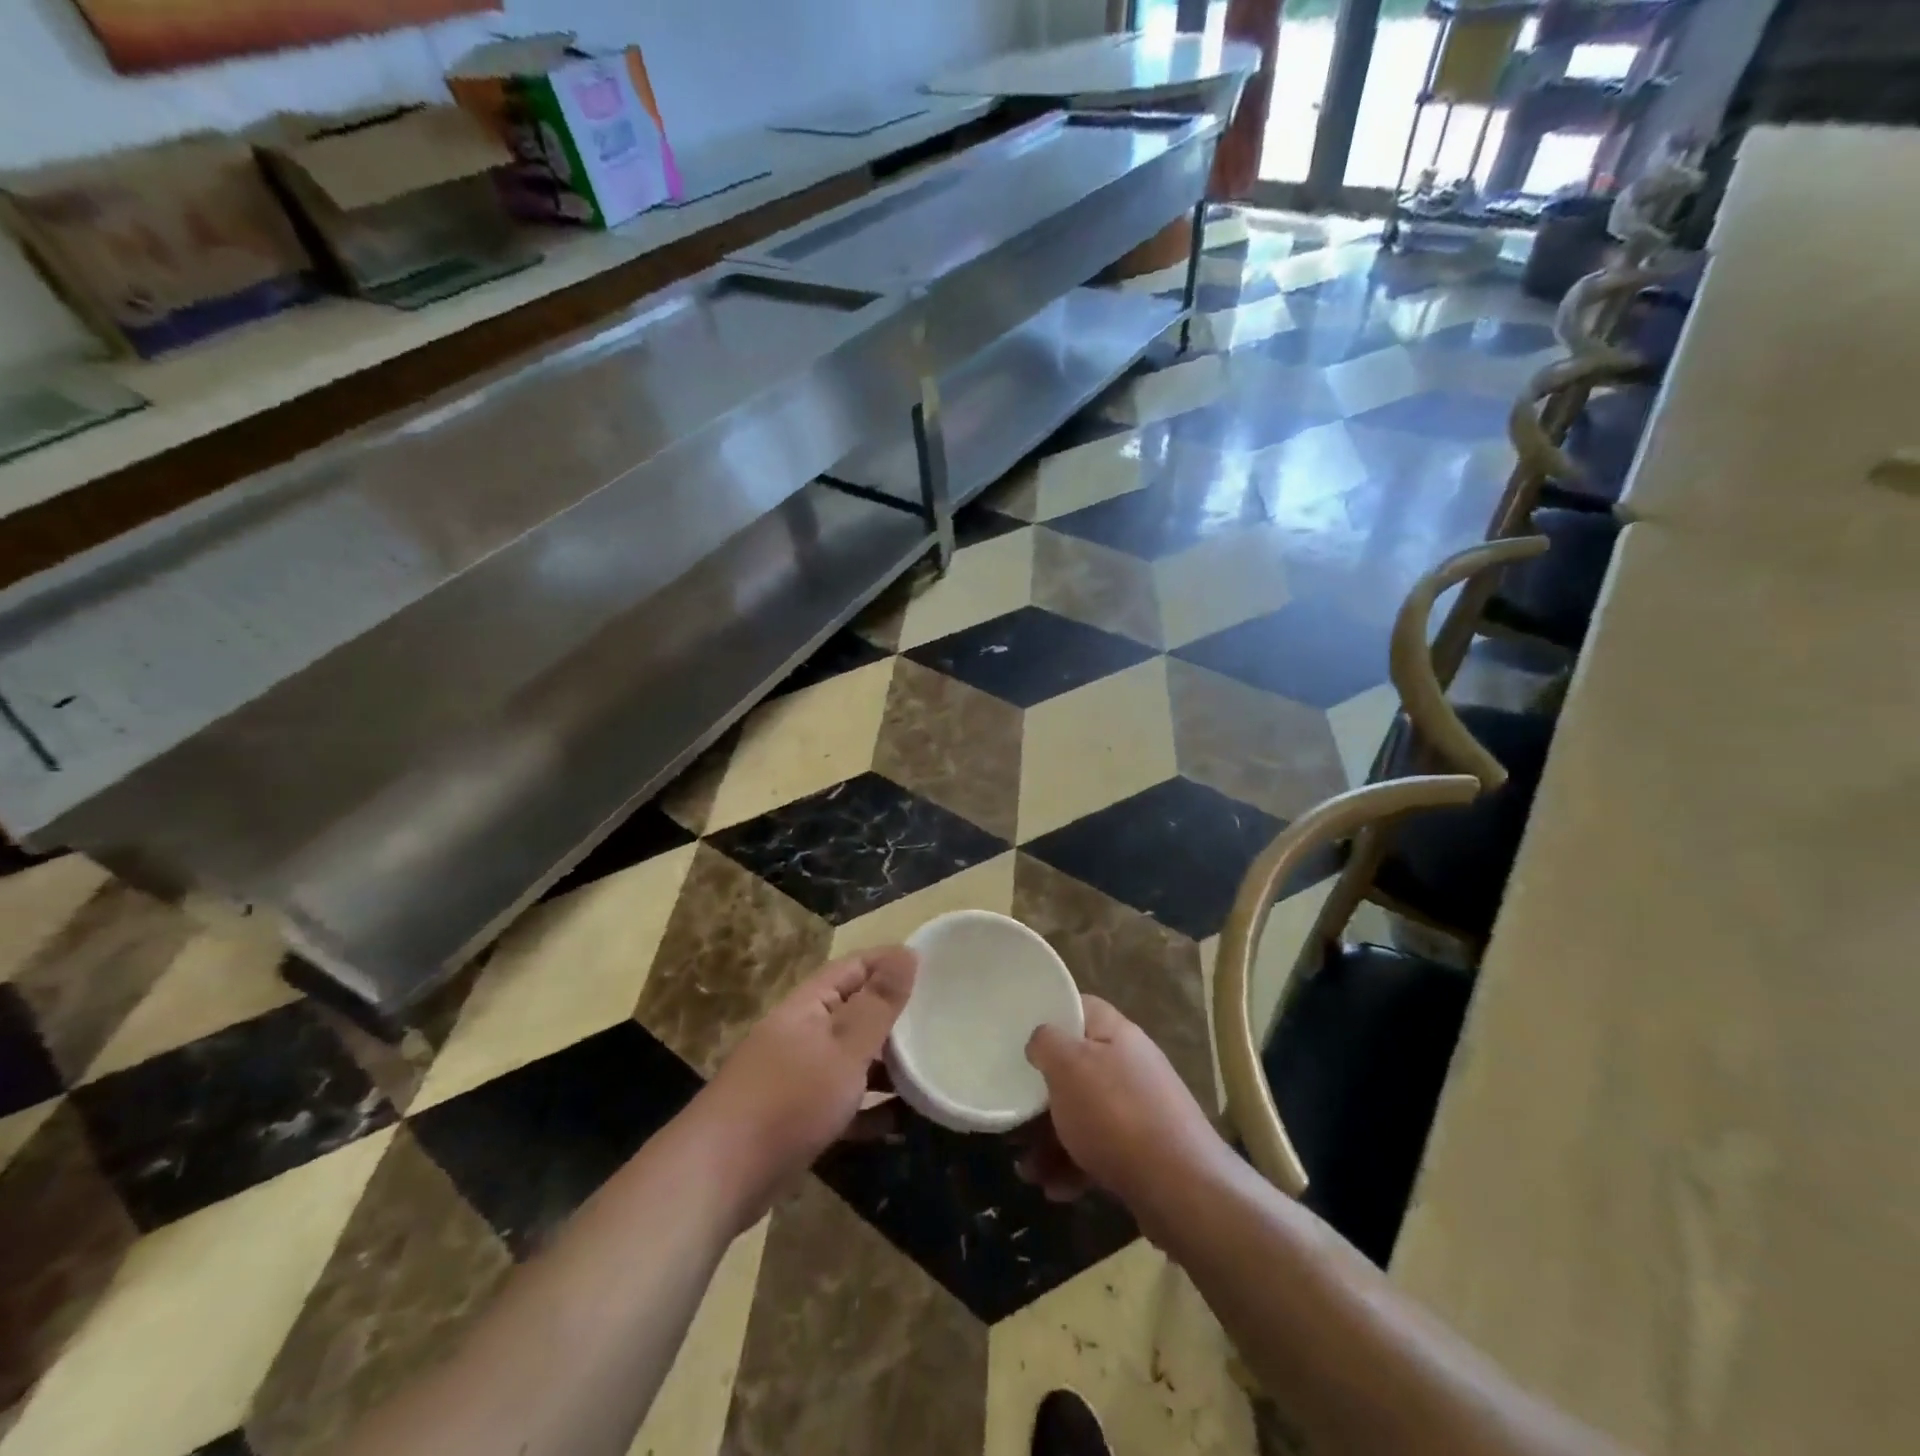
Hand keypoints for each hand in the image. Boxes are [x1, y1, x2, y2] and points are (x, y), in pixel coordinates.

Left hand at [697, 946, 915, 1224]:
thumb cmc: (787, 1100)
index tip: (935, 969)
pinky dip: (870, 1108)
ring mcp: (798, 1078)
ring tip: (932, 1070)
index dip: (891, 963)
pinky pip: (844, 1103)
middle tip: (943, 1022)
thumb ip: (878, 1004)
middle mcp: (803, 1034)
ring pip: (852, 1060)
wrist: (717, 1179)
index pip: (855, 968)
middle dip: (895, 1017)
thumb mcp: (843, 1048)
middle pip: (855, 1013)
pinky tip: (903, 1121)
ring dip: (887, 1065)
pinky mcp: (799, 1119)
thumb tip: (907, 953)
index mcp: (809, 1006)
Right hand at [1020, 996, 1233, 1232]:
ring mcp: (1138, 1110)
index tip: (1018, 1036)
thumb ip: (1046, 1043)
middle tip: (1013, 1120)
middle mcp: (1129, 1066)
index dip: (1049, 1016)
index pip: (1080, 1007)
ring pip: (1082, 1115)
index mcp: (1116, 1033)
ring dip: (1050, 1141)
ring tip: (1028, 1172)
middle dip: (1040, 1097)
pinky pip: (1098, 1151)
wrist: (1182, 1189)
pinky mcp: (1142, 1152)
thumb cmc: (1116, 1114)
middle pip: (1075, 1068)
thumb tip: (1040, 1040)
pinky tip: (1056, 1189)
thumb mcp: (1069, 1065)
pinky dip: (1074, 1167)